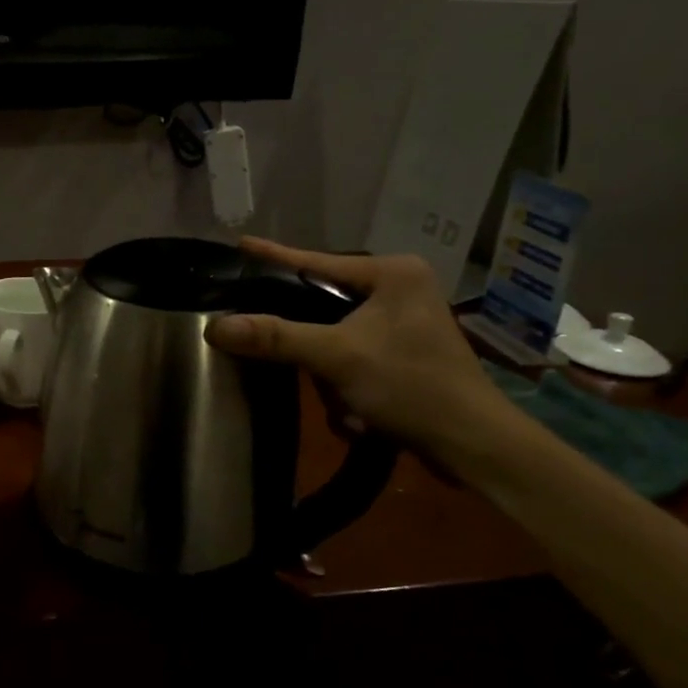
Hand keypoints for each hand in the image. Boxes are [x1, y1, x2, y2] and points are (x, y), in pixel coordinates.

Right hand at [205, 237, 510, 468]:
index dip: (273, 257)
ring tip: (347, 402)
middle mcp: (399, 288)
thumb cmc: (410, 385)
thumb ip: (275, 338)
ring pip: (334, 337)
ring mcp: (403, 322)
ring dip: (331, 377)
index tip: (239, 244)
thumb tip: (215, 326)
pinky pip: (352, 358)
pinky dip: (348, 387)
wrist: (472, 443)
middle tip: (287, 352)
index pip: (316, 262)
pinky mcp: (403, 352)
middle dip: (310, 344)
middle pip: (323, 303)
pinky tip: (359, 413)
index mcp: (392, 273)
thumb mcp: (337, 357)